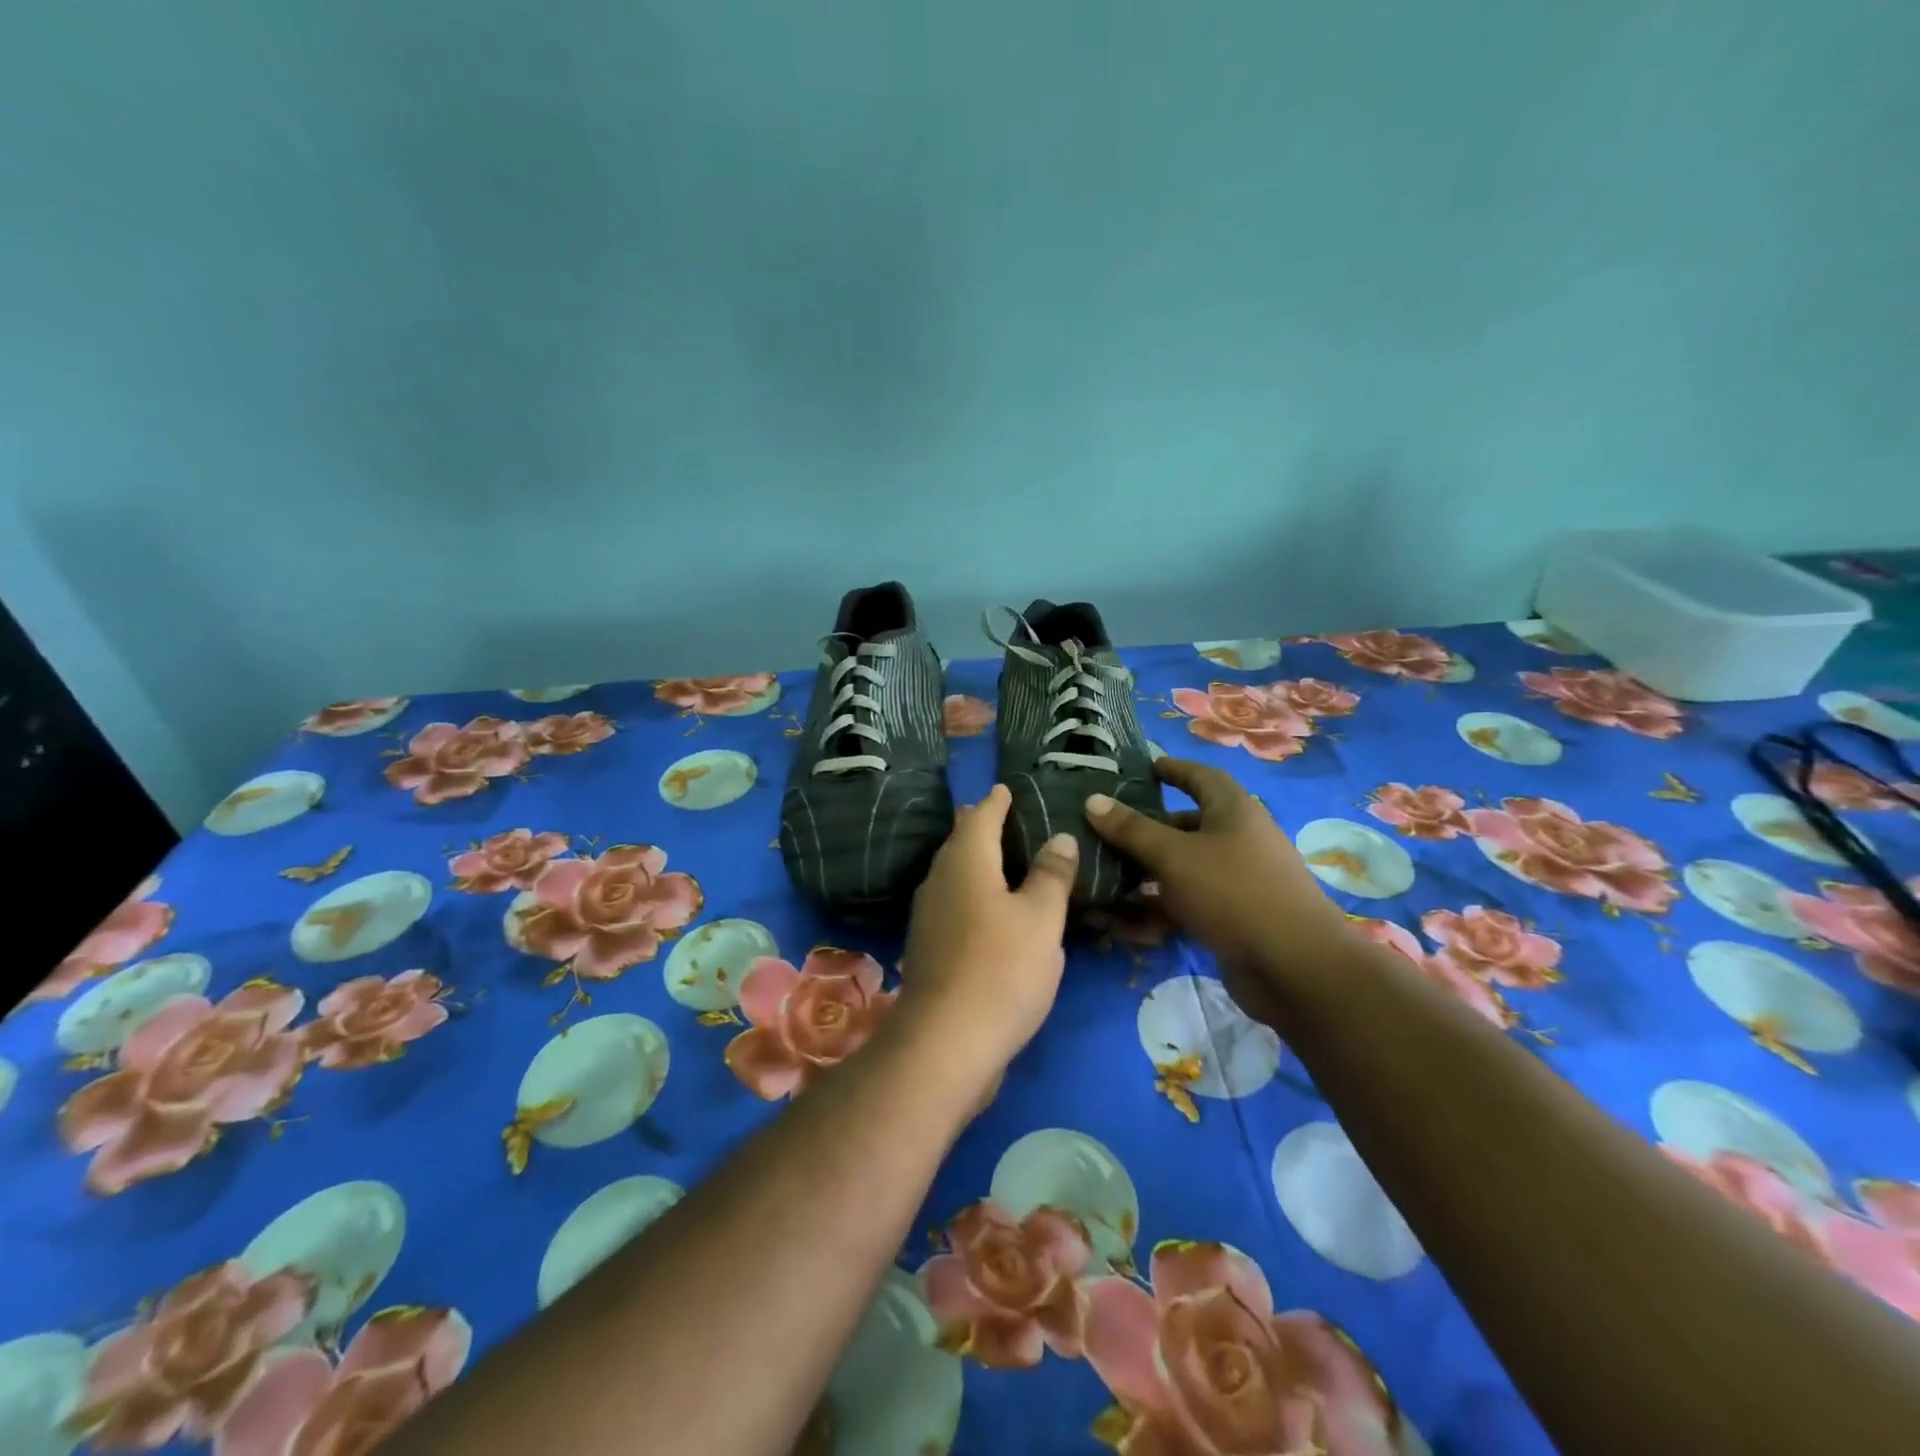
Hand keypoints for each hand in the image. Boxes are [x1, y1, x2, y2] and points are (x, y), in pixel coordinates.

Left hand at [898, 783, 1076, 1077]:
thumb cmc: (1001, 968)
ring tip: (1006, 860)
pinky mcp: (930, 948)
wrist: (946, 1043)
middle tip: (1008, 818)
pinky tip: (993, 911)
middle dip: (982, 828)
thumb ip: (1051, 875)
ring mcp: (929, 916)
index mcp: (965, 861)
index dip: (997, 801)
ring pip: (955, 875)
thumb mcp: (1041, 918)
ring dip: (978, 862)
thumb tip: (1060, 837)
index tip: (1006, 788)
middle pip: (961, 843)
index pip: (981, 816)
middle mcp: (939, 880)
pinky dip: (974, 894)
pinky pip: (955, 903)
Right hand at [1084, 758, 1350, 1023]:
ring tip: (1102, 881)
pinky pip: (1186, 905)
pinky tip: (1123, 925)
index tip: (1144, 768)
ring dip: (1144, 876)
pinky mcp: (1232, 919)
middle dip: (1145, 830)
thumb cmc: (1233, 893)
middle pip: (1185, 826)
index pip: (1201, 777)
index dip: (1173, 770)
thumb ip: (1132, 829)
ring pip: (1181, 870)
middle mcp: (1237, 840)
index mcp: (1233, 811)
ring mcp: (1236, 882)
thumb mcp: (1174, 856)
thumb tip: (1093, 799)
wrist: (1294, 968)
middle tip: (1104, 833)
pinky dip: (1158, 911)